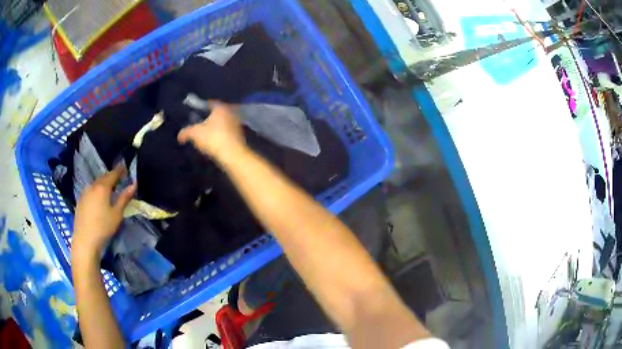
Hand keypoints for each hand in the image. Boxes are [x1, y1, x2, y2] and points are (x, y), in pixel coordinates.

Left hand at [72, 165, 135, 258]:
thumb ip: (124, 198)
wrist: (85, 240)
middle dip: (111, 176)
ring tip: (109, 189)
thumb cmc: (103, 227)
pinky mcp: (80, 200)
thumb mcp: (117, 214)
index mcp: (103, 187)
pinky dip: (96, 191)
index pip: (113, 174)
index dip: (120, 170)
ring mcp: (85, 193)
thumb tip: (134, 184)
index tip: (126, 168)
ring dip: (103, 183)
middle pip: (103, 177)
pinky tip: (98, 199)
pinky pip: (90, 190)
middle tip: (119, 179)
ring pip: (96, 184)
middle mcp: (92, 186)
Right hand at [178, 100, 246, 162]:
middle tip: (198, 124)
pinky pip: (226, 133)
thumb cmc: (213, 138)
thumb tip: (179, 136)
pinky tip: (214, 142)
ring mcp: (237, 124)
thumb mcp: (195, 134)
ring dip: (215, 128)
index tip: (194, 113)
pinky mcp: (239, 136)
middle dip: (208, 118)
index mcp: (221, 107)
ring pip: (222, 123)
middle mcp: (231, 113)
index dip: (201, 107)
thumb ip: (186, 132)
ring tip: (205, 135)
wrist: (233, 155)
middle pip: (216, 113)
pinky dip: (220, 135)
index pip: (209, 103)